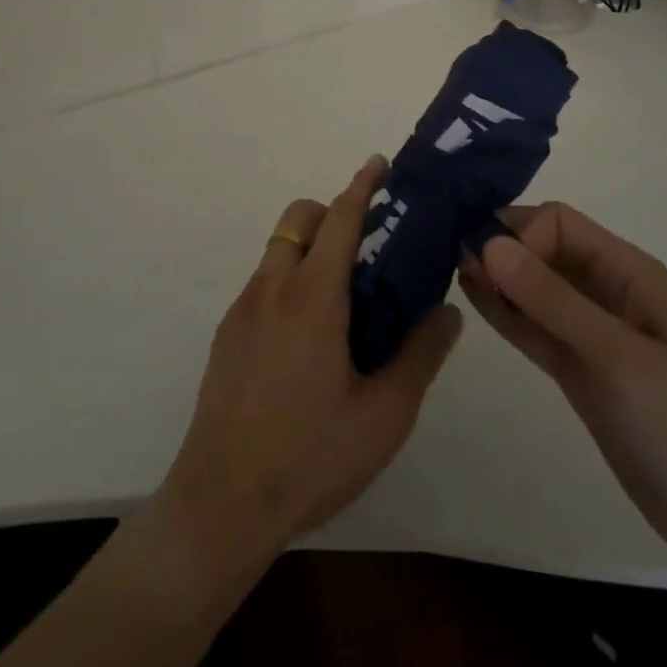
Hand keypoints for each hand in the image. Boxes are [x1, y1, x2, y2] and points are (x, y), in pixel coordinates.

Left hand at [158, 155, 463, 564]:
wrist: (220, 504)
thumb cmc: (310, 457)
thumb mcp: (384, 415)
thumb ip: (420, 355)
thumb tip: (447, 311)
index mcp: (313, 296)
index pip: (340, 218)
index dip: (362, 185)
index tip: (379, 163)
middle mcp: (272, 288)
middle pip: (300, 219)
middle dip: (332, 213)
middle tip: (368, 247)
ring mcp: (242, 309)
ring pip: (278, 251)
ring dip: (310, 249)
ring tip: (343, 301)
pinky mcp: (225, 334)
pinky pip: (263, 284)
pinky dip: (289, 281)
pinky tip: (308, 340)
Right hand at [459, 203, 666, 581]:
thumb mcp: (616, 355)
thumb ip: (551, 300)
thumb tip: (489, 243)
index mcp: (628, 272)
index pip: (560, 224)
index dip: (521, 234)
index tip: (487, 262)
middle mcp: (607, 292)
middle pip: (543, 249)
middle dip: (501, 247)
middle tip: (449, 256)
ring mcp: (591, 332)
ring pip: (534, 288)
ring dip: (497, 276)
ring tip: (449, 268)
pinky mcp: (579, 369)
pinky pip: (534, 328)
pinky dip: (505, 312)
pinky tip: (471, 296)